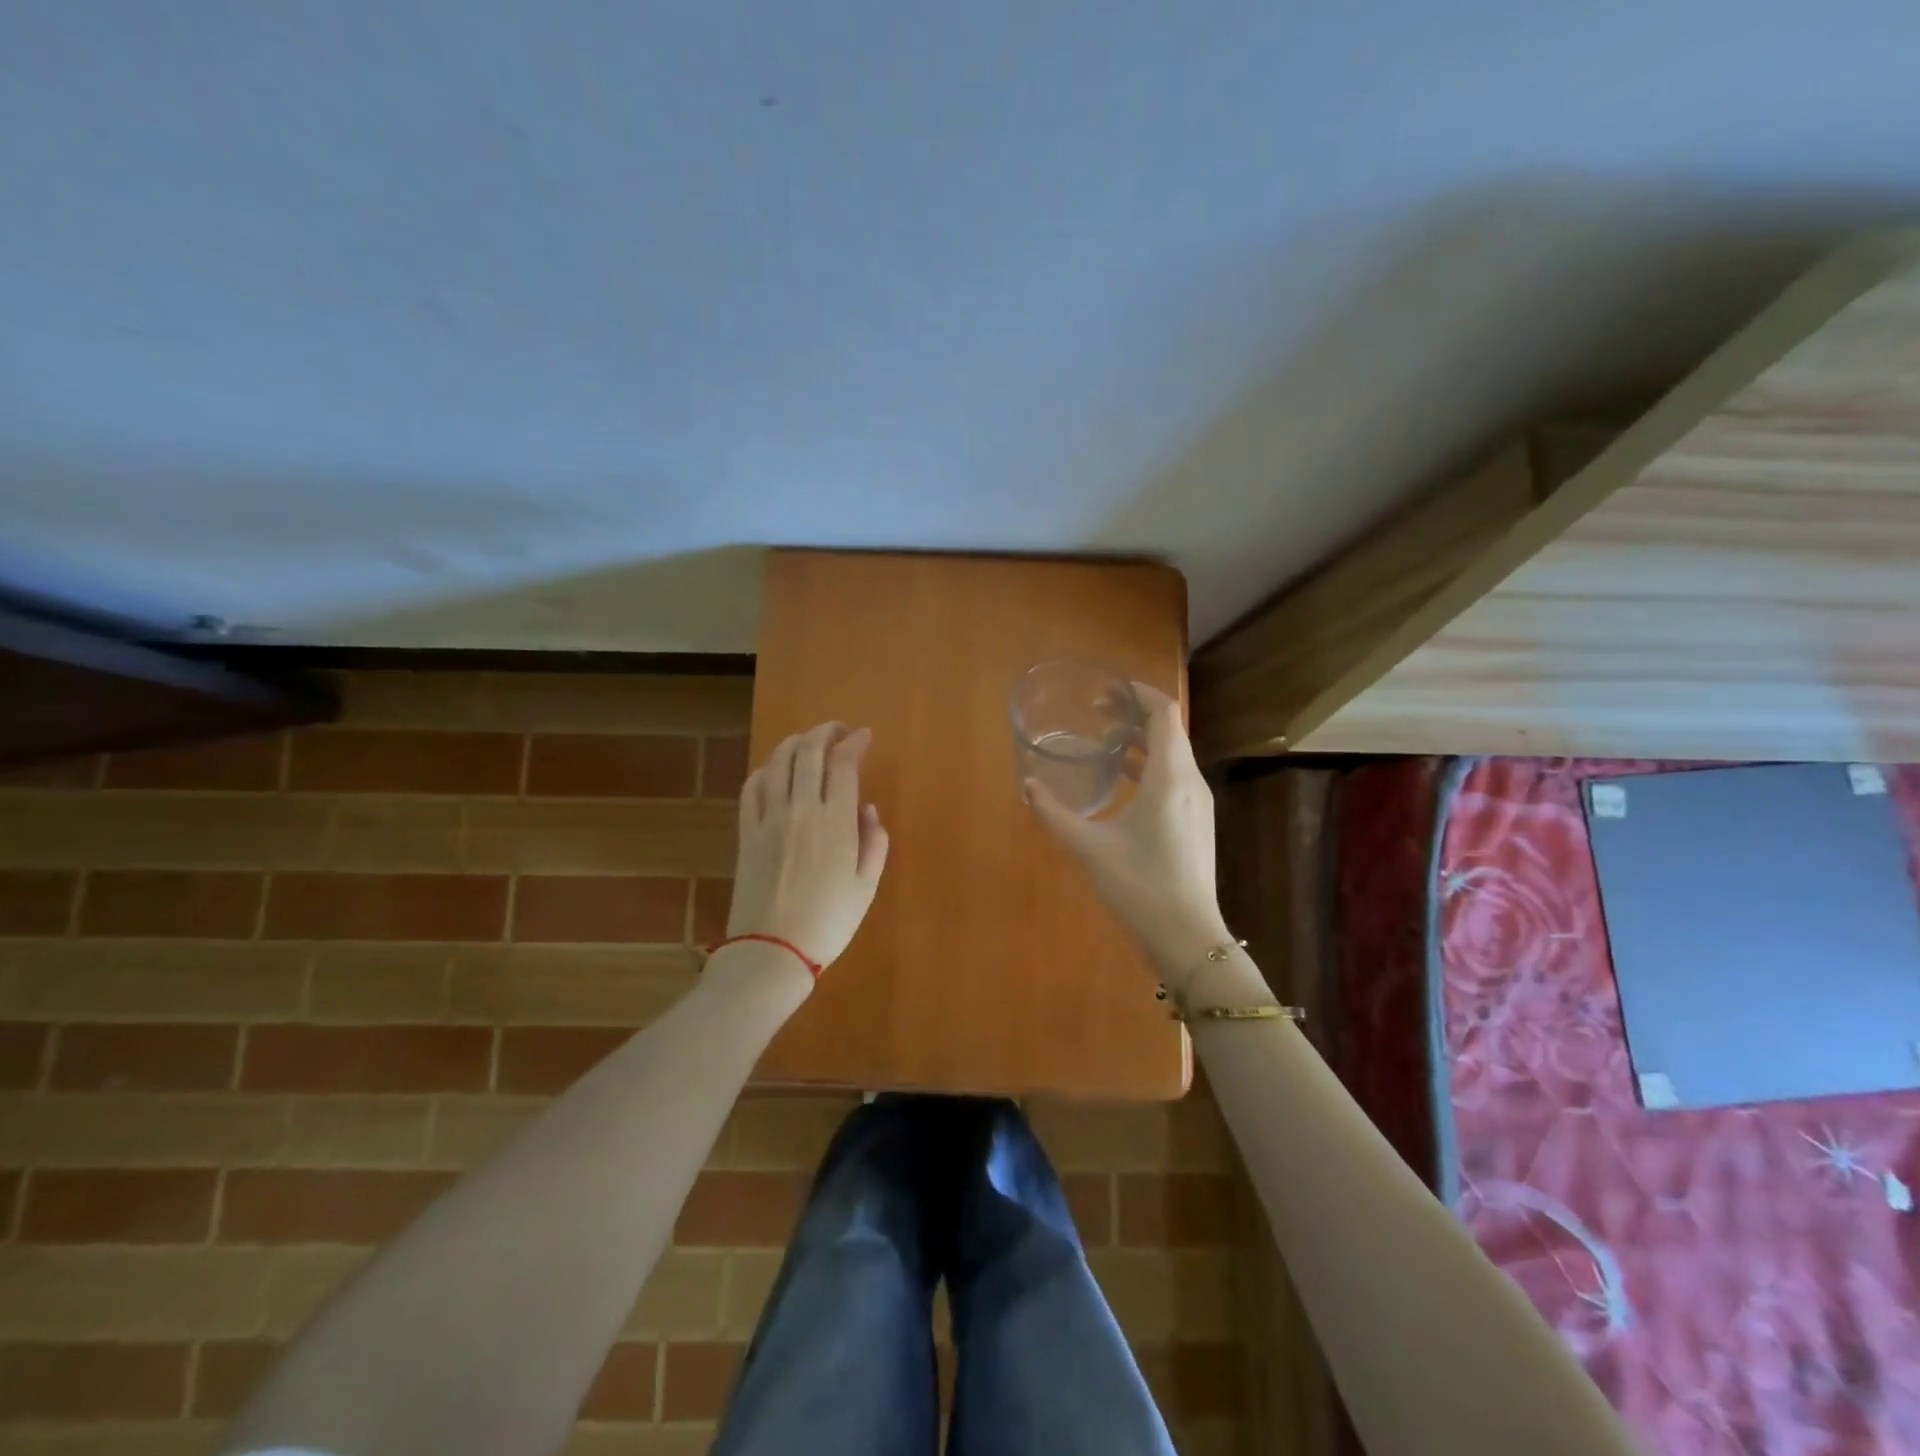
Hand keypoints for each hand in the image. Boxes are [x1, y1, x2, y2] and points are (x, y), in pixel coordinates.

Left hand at [727, 721, 889, 976]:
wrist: (772, 951)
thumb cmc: (829, 921)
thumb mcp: (867, 886)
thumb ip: (874, 841)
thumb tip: (866, 809)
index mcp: (836, 821)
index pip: (843, 763)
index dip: (854, 742)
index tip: (864, 736)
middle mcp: (801, 809)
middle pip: (809, 752)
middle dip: (825, 732)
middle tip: (838, 731)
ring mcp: (769, 818)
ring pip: (778, 762)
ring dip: (794, 743)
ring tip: (807, 742)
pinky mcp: (746, 832)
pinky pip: (752, 788)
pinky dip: (765, 770)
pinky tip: (773, 771)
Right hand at [1024, 683, 1230, 990]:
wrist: (1186, 936)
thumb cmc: (1139, 886)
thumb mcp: (1090, 848)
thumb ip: (1056, 814)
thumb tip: (1028, 787)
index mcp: (1169, 778)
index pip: (1164, 714)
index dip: (1139, 694)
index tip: (1108, 691)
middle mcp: (1190, 781)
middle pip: (1169, 730)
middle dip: (1136, 714)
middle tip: (1098, 712)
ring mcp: (1197, 803)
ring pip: (1173, 754)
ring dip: (1143, 740)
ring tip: (1106, 740)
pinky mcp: (1196, 822)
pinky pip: (1175, 776)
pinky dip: (1150, 765)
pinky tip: (1122, 780)